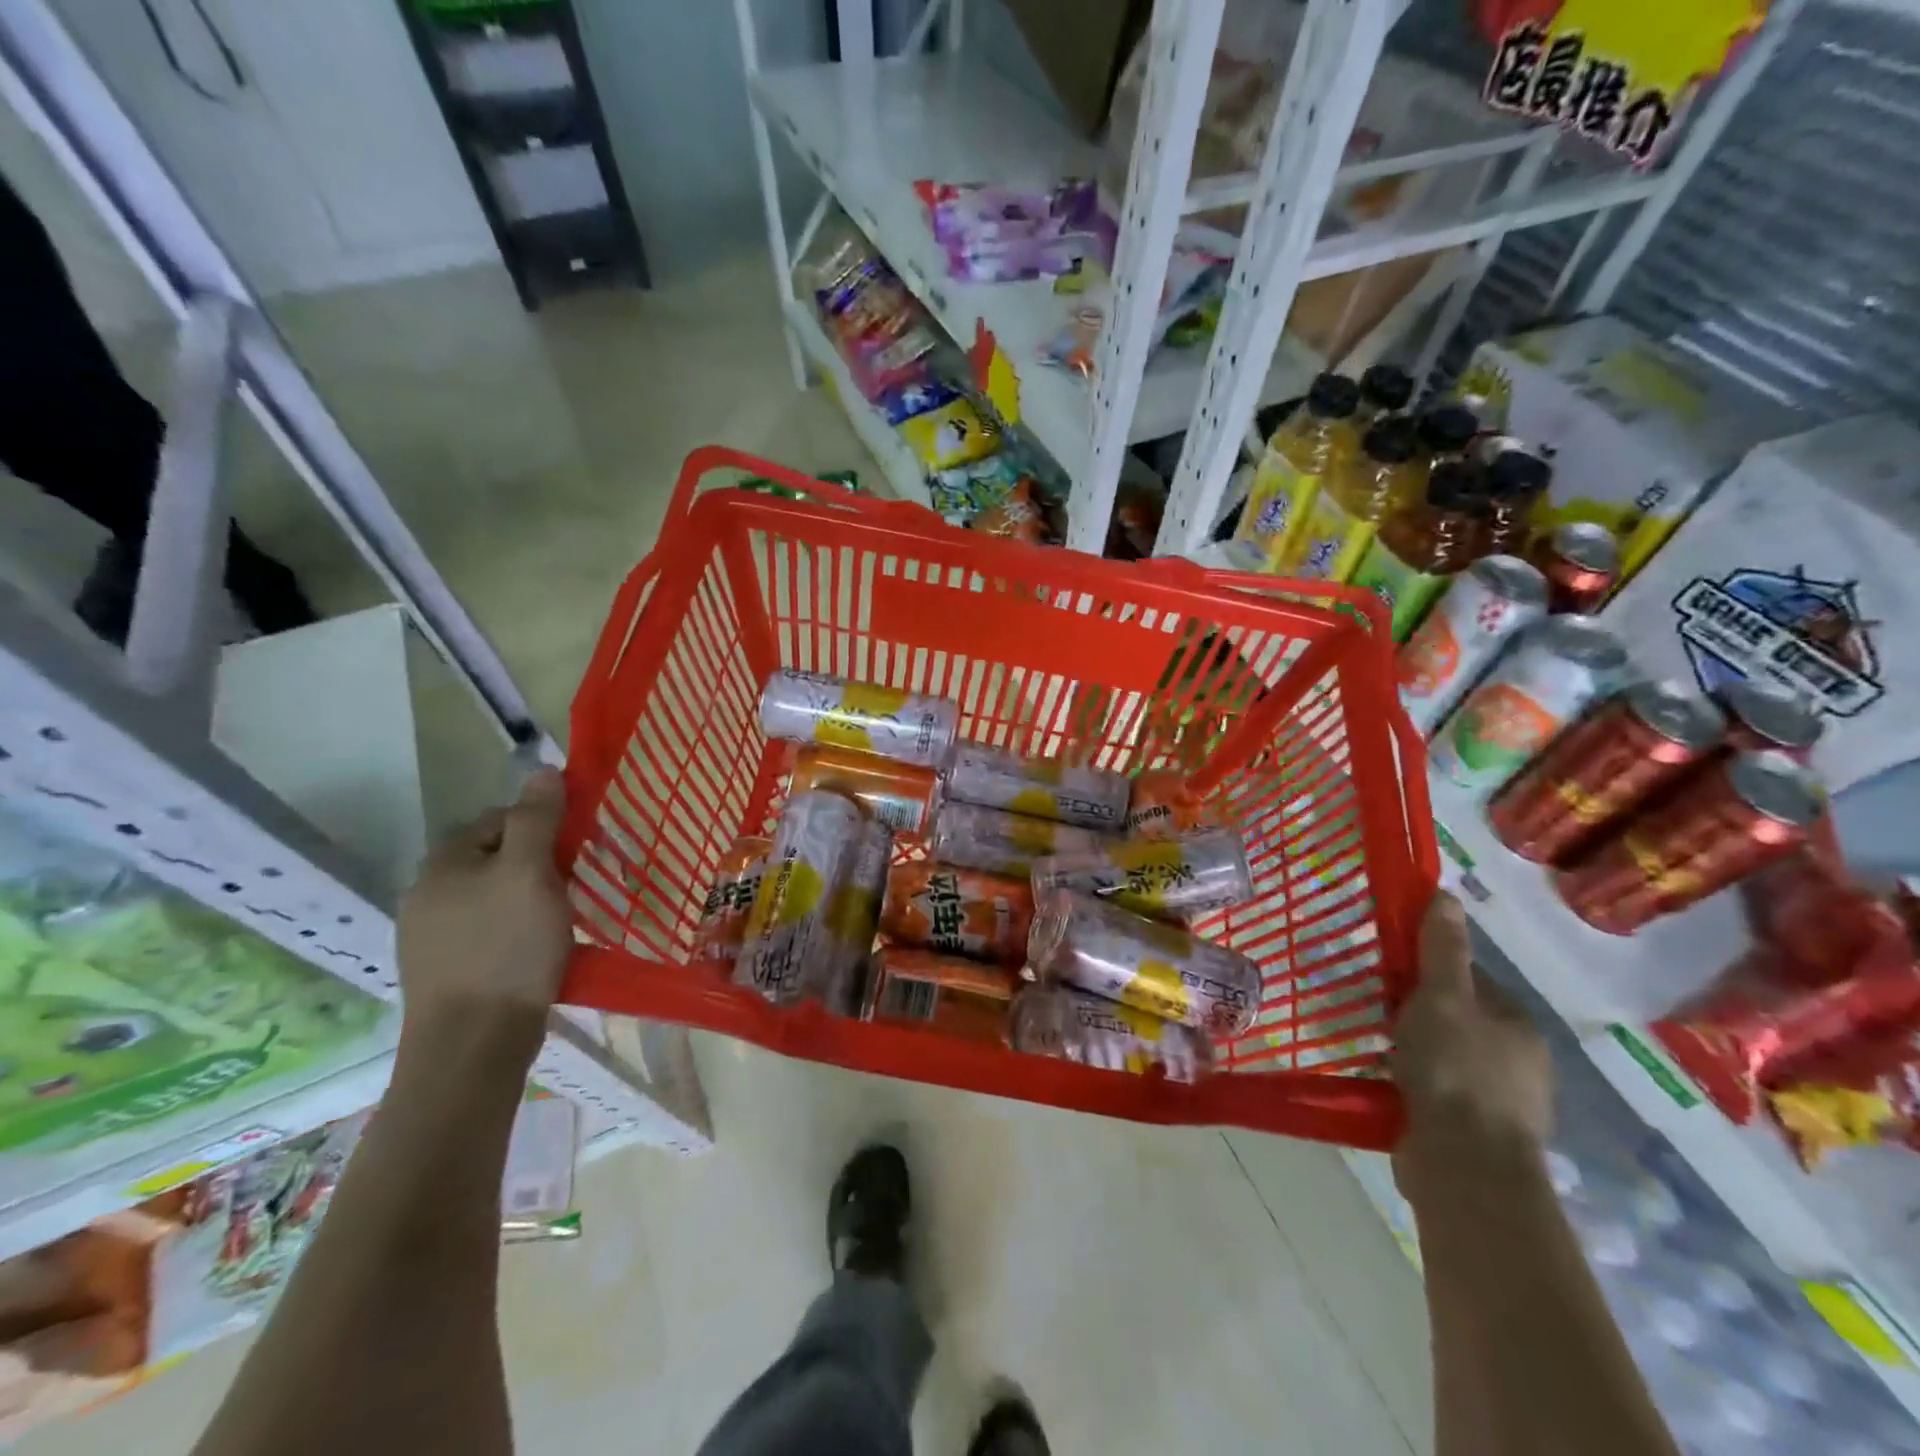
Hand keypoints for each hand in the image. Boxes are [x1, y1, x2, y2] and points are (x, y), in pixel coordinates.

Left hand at [396, 767, 570, 1047]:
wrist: (473, 1043)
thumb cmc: (507, 948)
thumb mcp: (530, 873)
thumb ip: (536, 820)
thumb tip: (543, 770)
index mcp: (444, 864)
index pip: (497, 819)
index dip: (539, 825)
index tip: (573, 848)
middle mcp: (427, 894)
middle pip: (493, 858)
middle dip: (534, 863)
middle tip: (572, 883)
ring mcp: (431, 937)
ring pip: (491, 897)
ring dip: (526, 898)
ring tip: (561, 917)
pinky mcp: (445, 971)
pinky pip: (487, 932)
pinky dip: (514, 931)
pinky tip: (537, 950)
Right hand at [1391, 893, 1552, 1204]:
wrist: (1464, 1168)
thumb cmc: (1455, 1070)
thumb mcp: (1443, 998)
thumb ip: (1442, 949)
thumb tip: (1447, 894)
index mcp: (1516, 1024)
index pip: (1467, 979)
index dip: (1426, 971)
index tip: (1388, 974)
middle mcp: (1516, 1059)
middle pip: (1455, 1016)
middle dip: (1415, 1011)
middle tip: (1374, 1009)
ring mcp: (1498, 1100)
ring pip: (1443, 1054)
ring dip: (1410, 1048)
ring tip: (1371, 1045)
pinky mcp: (1472, 1131)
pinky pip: (1434, 1089)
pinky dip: (1410, 1081)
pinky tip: (1383, 1081)